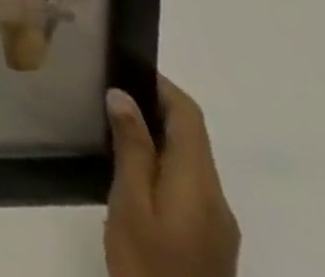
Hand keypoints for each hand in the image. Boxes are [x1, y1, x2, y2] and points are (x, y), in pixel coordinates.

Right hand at [105, 76, 240, 276]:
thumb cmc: (148, 266)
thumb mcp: (129, 204)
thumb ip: (131, 148)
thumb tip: (124, 95)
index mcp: (198, 183)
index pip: (189, 115)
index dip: (160, 84)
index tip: (122, 68)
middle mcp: (217, 198)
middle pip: (192, 137)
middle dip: (154, 108)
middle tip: (107, 94)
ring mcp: (218, 224)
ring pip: (190, 161)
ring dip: (156, 137)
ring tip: (110, 128)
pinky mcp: (212, 243)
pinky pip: (188, 186)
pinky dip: (162, 165)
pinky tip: (129, 173)